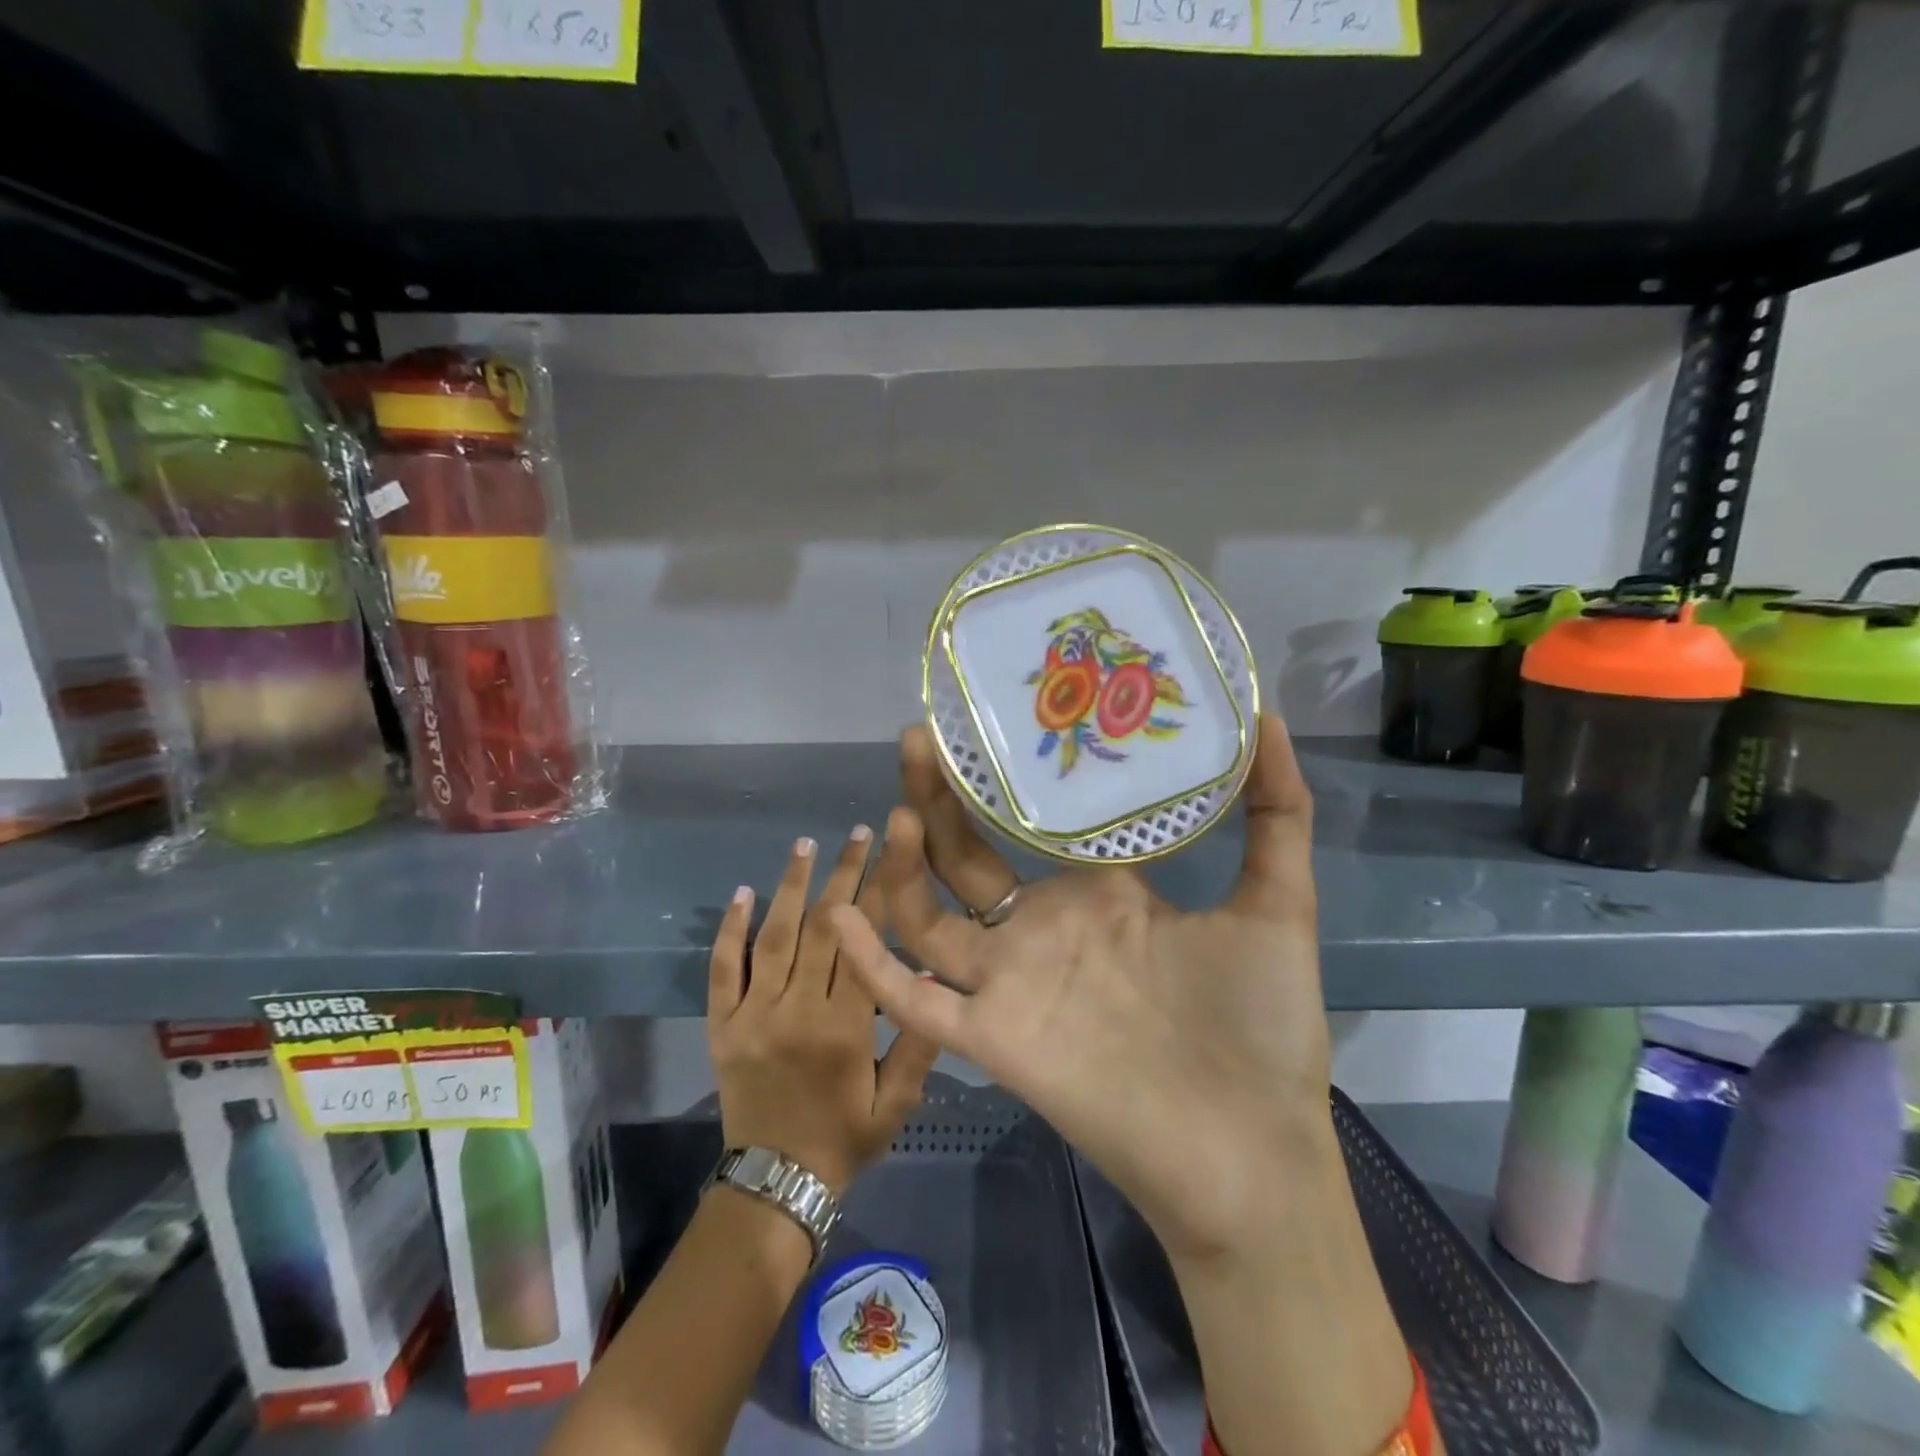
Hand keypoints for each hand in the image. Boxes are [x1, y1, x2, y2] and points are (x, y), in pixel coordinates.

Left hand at [708, 830, 940, 1195]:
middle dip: (843, 874)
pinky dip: (729, 929)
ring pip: (772, 937)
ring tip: (805, 844)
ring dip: (790, 886)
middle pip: (821, 928)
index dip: (878, 892)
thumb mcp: (897, 1103)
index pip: (863, 943)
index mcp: (843, 1027)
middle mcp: (796, 1011)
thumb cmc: (845, 1139)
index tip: (889, 852)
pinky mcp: (721, 1025)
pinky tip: (743, 892)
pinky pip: (722, 970)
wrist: (776, 1185)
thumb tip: (933, 972)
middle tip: (858, 833)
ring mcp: (752, 1015)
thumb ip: (918, 1042)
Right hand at [830, 713, 1333, 1259]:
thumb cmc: (1263, 1025)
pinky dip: (875, 963)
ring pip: (931, 912)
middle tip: (920, 736)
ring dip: (903, 864)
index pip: (1034, 820)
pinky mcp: (993, 1036)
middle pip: (967, 852)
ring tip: (898, 808)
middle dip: (938, 796)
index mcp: (1098, 892)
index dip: (1005, 775)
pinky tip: (841, 917)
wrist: (1253, 1152)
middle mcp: (1045, 925)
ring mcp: (1012, 980)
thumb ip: (1277, 813)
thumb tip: (1269, 716)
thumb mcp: (1277, 902)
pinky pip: (916, 999)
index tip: (987, 716)